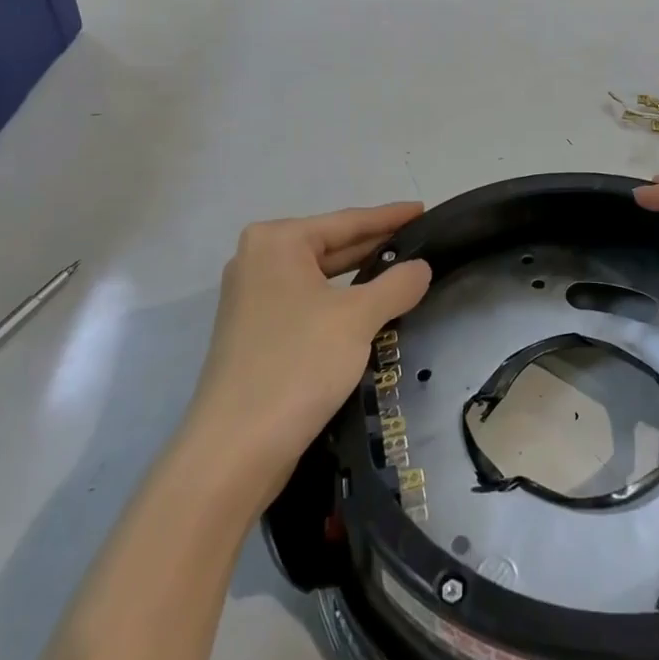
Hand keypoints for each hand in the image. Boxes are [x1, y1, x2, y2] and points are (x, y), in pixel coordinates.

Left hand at [190, 203, 432, 506]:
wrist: (235, 450)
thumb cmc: (297, 364)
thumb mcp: (357, 318)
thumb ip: (396, 285)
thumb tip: (421, 267)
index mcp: (277, 242)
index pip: (346, 221)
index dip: (389, 217)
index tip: (424, 210)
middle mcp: (258, 261)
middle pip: (330, 246)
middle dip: (375, 246)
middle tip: (420, 242)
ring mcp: (252, 299)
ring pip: (320, 278)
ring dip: (359, 278)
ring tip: (403, 274)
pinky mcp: (255, 334)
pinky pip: (308, 304)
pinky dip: (339, 303)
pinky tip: (369, 311)